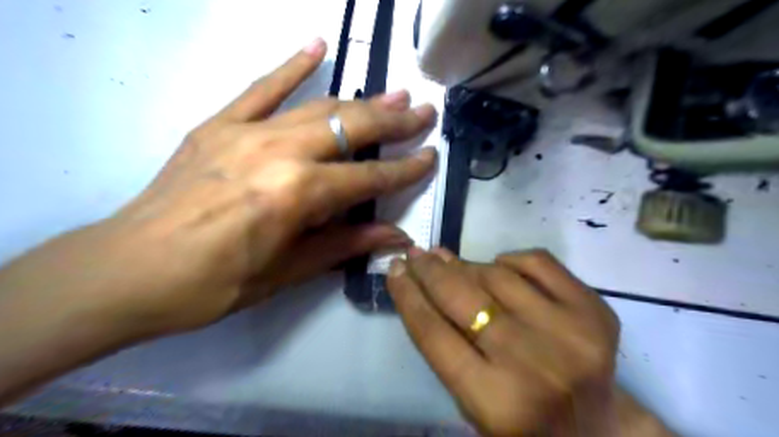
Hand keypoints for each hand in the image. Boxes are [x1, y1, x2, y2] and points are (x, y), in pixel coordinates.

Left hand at [105, 37, 437, 333]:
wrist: (129, 270)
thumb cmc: (215, 283)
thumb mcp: (289, 272)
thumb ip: (346, 245)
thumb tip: (396, 237)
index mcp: (298, 194)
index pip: (369, 178)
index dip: (404, 170)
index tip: (431, 158)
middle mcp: (280, 152)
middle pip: (351, 128)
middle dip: (394, 122)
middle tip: (424, 112)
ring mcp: (246, 132)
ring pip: (318, 106)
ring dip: (360, 101)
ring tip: (393, 96)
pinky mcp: (218, 125)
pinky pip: (260, 87)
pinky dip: (291, 66)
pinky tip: (317, 45)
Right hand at [387, 250, 621, 435]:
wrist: (595, 429)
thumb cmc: (522, 421)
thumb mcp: (471, 401)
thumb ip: (445, 346)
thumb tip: (425, 283)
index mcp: (497, 402)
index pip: (434, 334)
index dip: (408, 295)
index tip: (395, 269)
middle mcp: (533, 364)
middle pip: (463, 298)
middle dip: (430, 271)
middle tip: (415, 254)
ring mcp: (570, 332)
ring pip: (497, 275)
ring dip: (465, 265)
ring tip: (449, 262)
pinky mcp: (594, 310)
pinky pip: (538, 262)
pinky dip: (511, 259)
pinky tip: (498, 266)